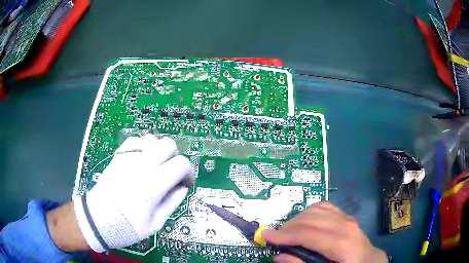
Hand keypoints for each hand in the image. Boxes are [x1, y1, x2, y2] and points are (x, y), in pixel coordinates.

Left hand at [72, 135, 192, 251]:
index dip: (188, 172)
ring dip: (159, 151)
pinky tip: (142, 160)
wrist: (97, 219)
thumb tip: (182, 187)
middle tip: (170, 174)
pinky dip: (143, 146)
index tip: (184, 184)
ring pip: (152, 139)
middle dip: (175, 157)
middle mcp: (142, 165)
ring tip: (155, 167)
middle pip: (168, 144)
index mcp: (154, 184)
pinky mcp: (118, 156)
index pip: (181, 163)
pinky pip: (136, 140)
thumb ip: (172, 203)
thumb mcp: (155, 223)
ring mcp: (128, 157)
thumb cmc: (127, 226)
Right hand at [262, 202, 386, 262]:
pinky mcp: (346, 216)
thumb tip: (279, 256)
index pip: (309, 234)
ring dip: (297, 219)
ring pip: (316, 209)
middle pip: (310, 219)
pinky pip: (324, 207)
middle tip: (274, 238)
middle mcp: (345, 226)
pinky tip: (304, 221)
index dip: (285, 234)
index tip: (265, 236)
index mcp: (342, 244)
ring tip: (288, 232)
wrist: (369, 261)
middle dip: (288, 227)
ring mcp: (347, 218)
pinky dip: (309, 212)